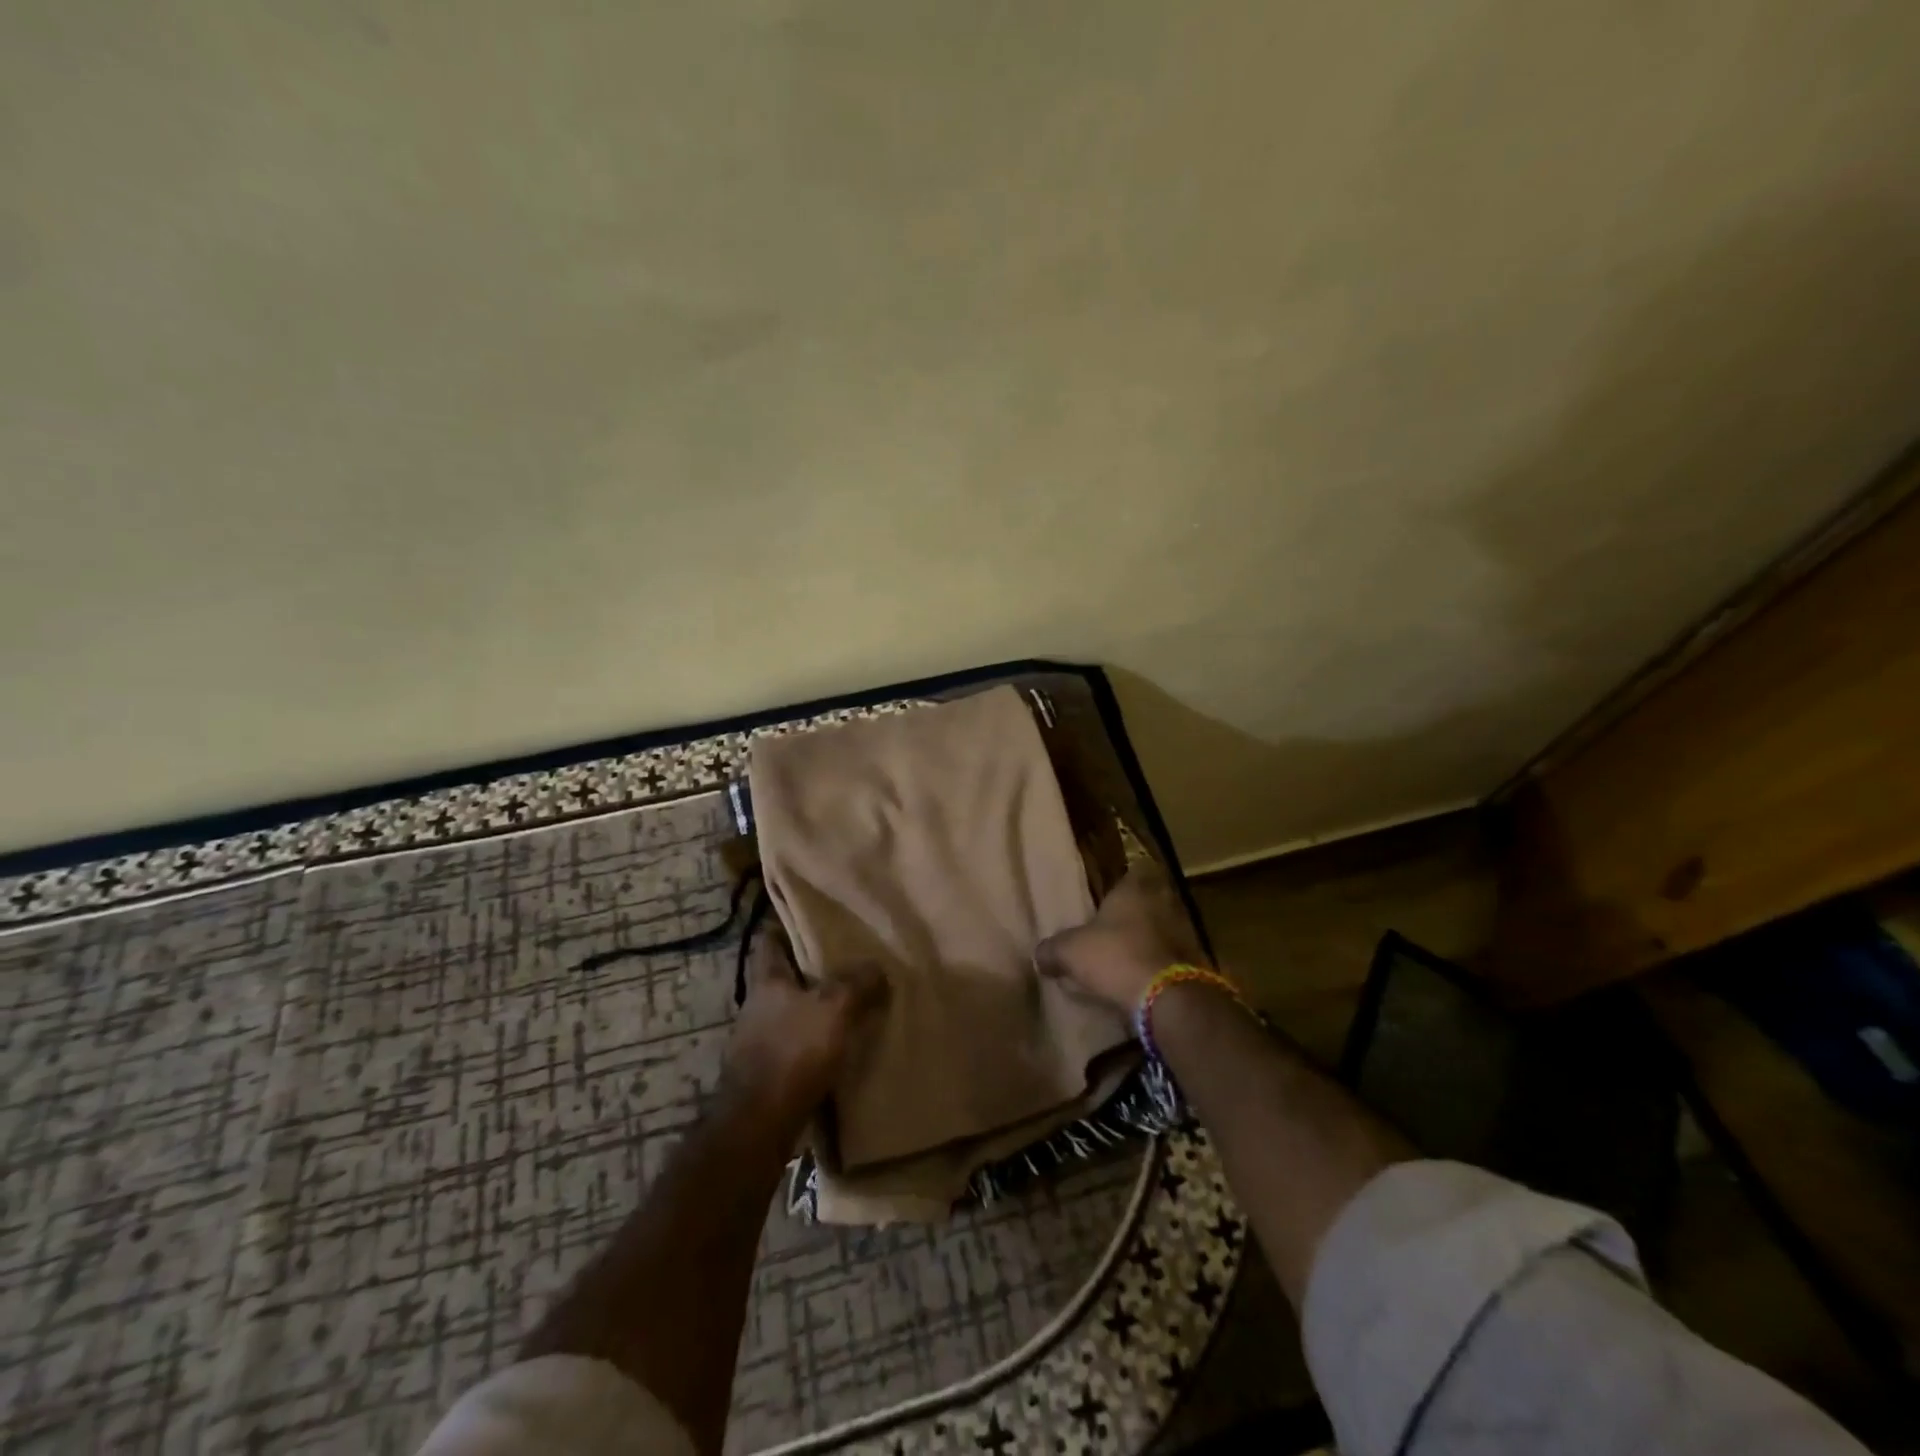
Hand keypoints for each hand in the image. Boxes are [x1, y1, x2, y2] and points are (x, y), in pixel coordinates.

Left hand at [724, 932, 886, 1116]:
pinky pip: (791, 1046)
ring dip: (809, 1009)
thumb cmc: (794, 1052)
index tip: (808, 920)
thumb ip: (857, 984)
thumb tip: (876, 967)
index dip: (784, 928)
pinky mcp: (764, 1074)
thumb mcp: (834, 1008)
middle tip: (842, 963)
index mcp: (767, 981)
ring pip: (786, 1013)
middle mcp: (755, 1007)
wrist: (759, 1124)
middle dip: (806, 971)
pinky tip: (834, 1048)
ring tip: (845, 1006)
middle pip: (780, 978)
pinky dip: (809, 1042)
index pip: (769, 941)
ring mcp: (755, 1042)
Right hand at [1037, 859, 1207, 1011]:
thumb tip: (1040, 954)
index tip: (1111, 893)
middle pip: (1151, 900)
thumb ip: (1052, 950)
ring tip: (1125, 957)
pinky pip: (1171, 958)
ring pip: (1162, 929)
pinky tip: (1141, 979)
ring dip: (1148, 941)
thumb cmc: (1114, 957)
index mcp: (1135, 889)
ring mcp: (1184, 933)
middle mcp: (1164, 903)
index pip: (1136, 871)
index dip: (1125, 881)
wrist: (1166, 997)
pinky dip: (1158, 965)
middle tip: (1115, 927)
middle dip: (1135, 912)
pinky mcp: (1194, 963)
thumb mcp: (1070, 952)